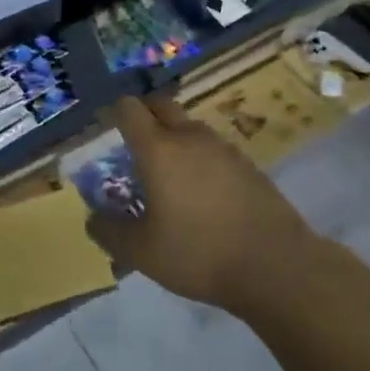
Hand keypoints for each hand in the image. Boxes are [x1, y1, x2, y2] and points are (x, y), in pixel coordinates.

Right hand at [84, 95, 321, 316]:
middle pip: (161, 105)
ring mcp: (223, 148)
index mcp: (158, 149)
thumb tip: (93, 218)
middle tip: (134, 146)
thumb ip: (110, 232)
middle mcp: (190, 138)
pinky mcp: (248, 164)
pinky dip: (200, 158)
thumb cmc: (199, 254)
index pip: (129, 109)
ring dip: (174, 137)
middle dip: (144, 116)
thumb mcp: (142, 253)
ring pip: (190, 127)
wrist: (276, 265)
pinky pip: (213, 149)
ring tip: (167, 174)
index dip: (114, 114)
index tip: (107, 131)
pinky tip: (202, 193)